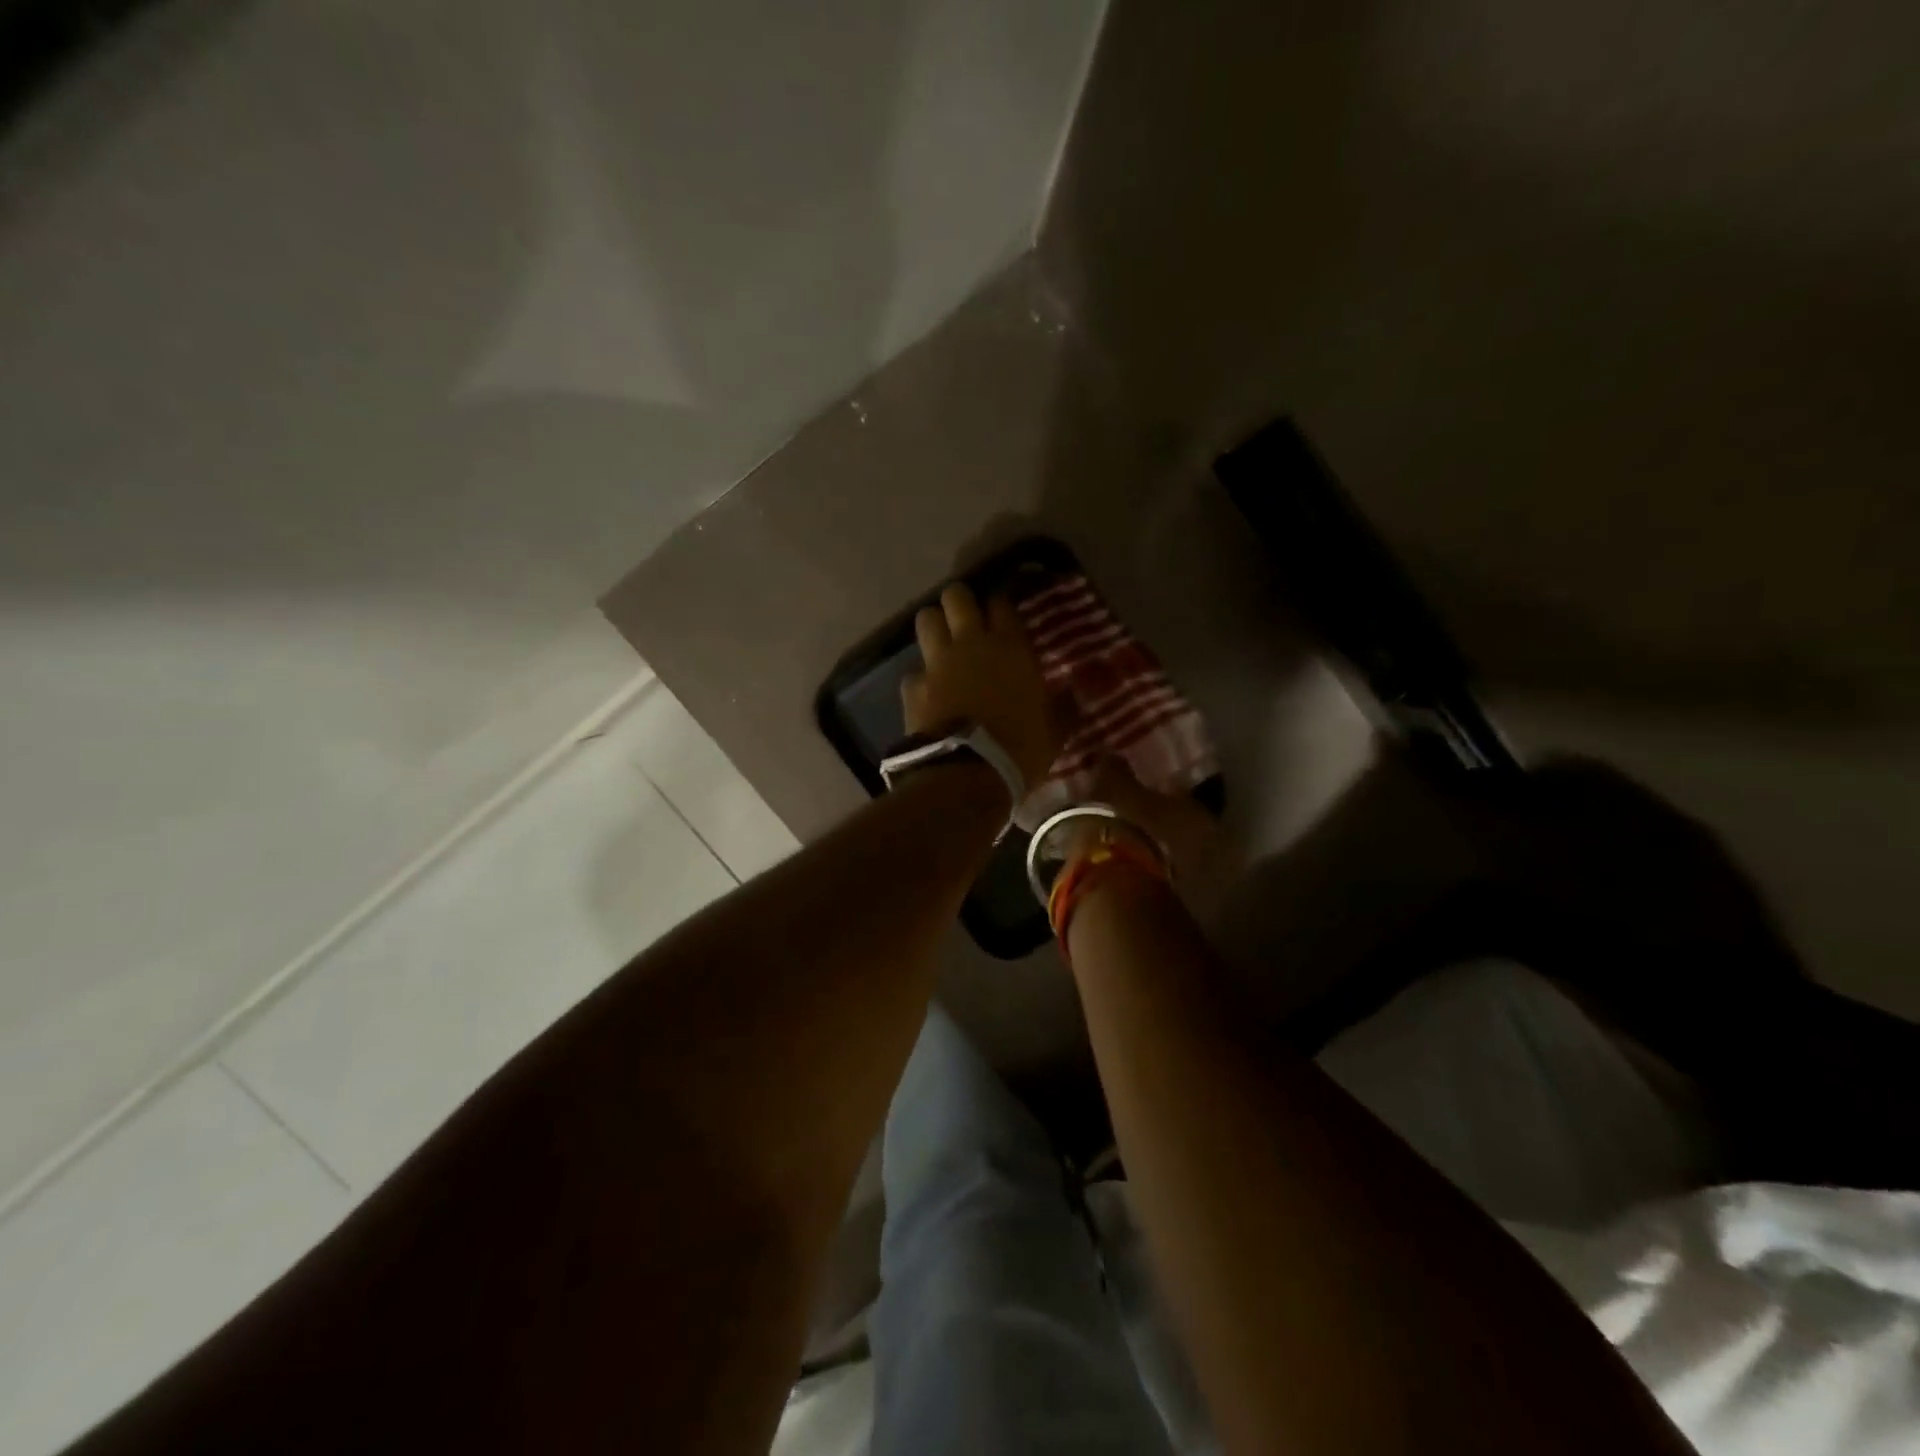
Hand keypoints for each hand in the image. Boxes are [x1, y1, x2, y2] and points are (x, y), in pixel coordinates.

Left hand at [902, 583, 1058, 790]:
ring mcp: (937, 662)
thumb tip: (1074, 692)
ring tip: (942, 642)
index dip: (1000, 605)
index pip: (1001, 602)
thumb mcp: (1055, 730)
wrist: (967, 775)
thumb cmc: (1019, 749)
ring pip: (926, 619)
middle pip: (956, 596)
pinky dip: (921, 678)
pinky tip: (928, 693)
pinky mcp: (912, 687)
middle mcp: (970, 643)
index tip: (1002, 616)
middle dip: (959, 602)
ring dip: (934, 626)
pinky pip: (914, 670)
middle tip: (966, 619)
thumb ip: (1063, 706)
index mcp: (1010, 647)